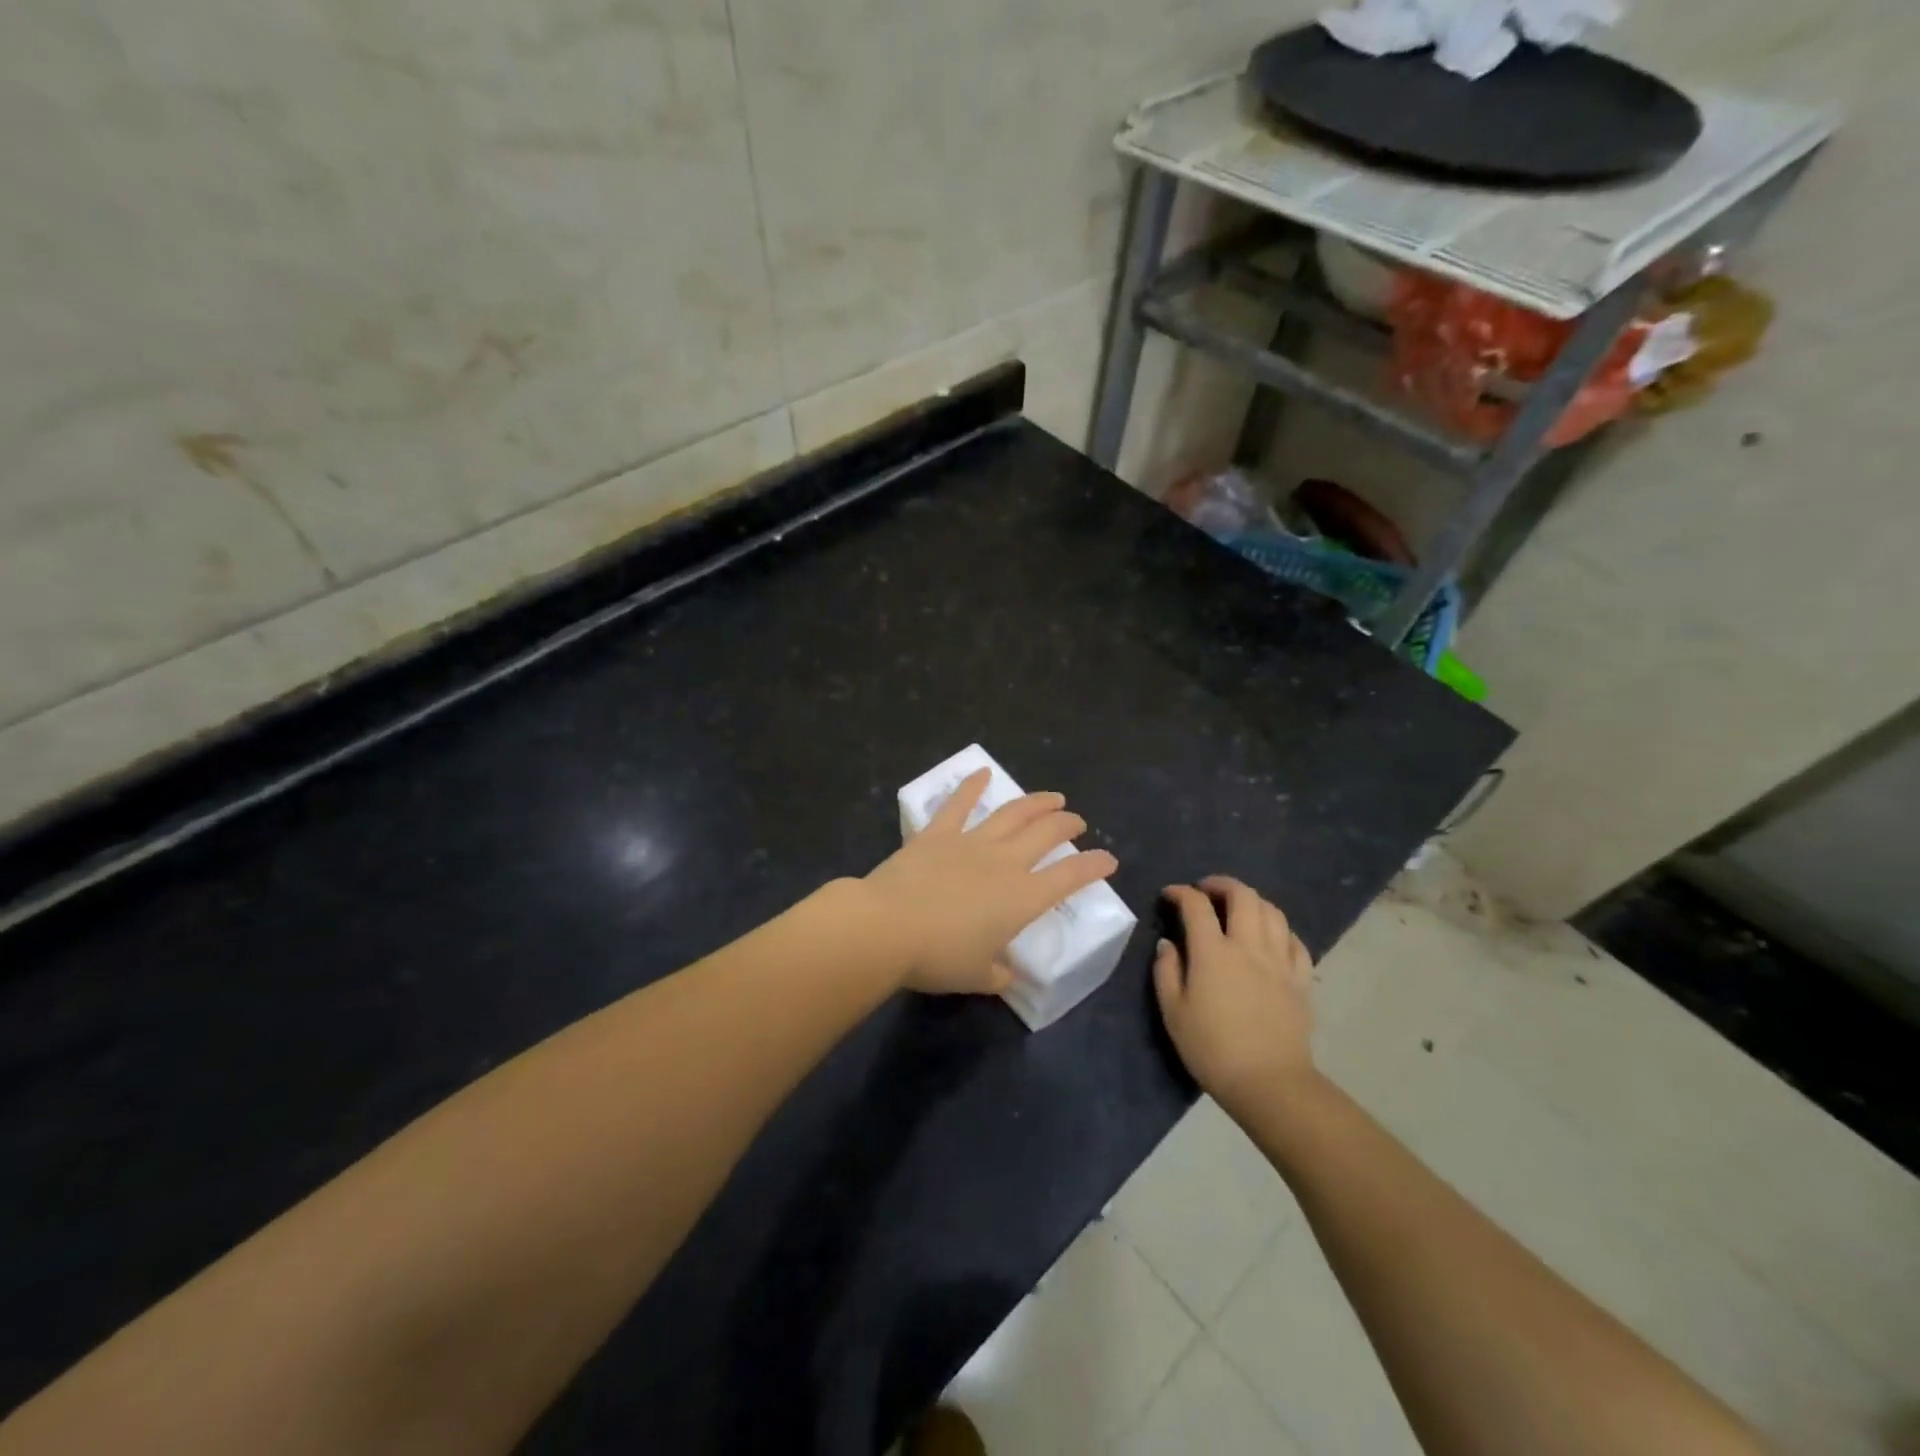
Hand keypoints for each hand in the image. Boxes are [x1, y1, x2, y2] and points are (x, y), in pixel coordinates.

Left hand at [861, 769, 1119, 994]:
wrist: (887, 927)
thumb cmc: (938, 958)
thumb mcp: (977, 977)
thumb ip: (998, 974)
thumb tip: (1007, 975)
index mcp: (1022, 898)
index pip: (1069, 877)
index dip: (1093, 866)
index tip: (1109, 859)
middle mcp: (1004, 862)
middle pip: (1045, 834)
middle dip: (1067, 825)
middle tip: (1077, 821)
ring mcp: (971, 842)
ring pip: (1012, 813)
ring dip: (1036, 802)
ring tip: (1053, 797)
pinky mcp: (937, 833)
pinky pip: (958, 804)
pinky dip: (972, 785)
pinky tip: (983, 772)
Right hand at [1154, 877, 1315, 1115]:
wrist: (1268, 1083)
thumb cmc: (1212, 1049)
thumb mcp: (1173, 1012)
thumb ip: (1166, 971)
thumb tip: (1167, 944)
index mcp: (1213, 952)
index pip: (1196, 905)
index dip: (1180, 893)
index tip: (1169, 895)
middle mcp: (1248, 946)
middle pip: (1242, 896)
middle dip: (1221, 884)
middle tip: (1205, 891)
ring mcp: (1279, 961)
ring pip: (1272, 912)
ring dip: (1252, 901)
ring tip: (1238, 909)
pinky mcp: (1300, 980)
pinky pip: (1295, 941)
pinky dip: (1280, 930)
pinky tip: (1271, 938)